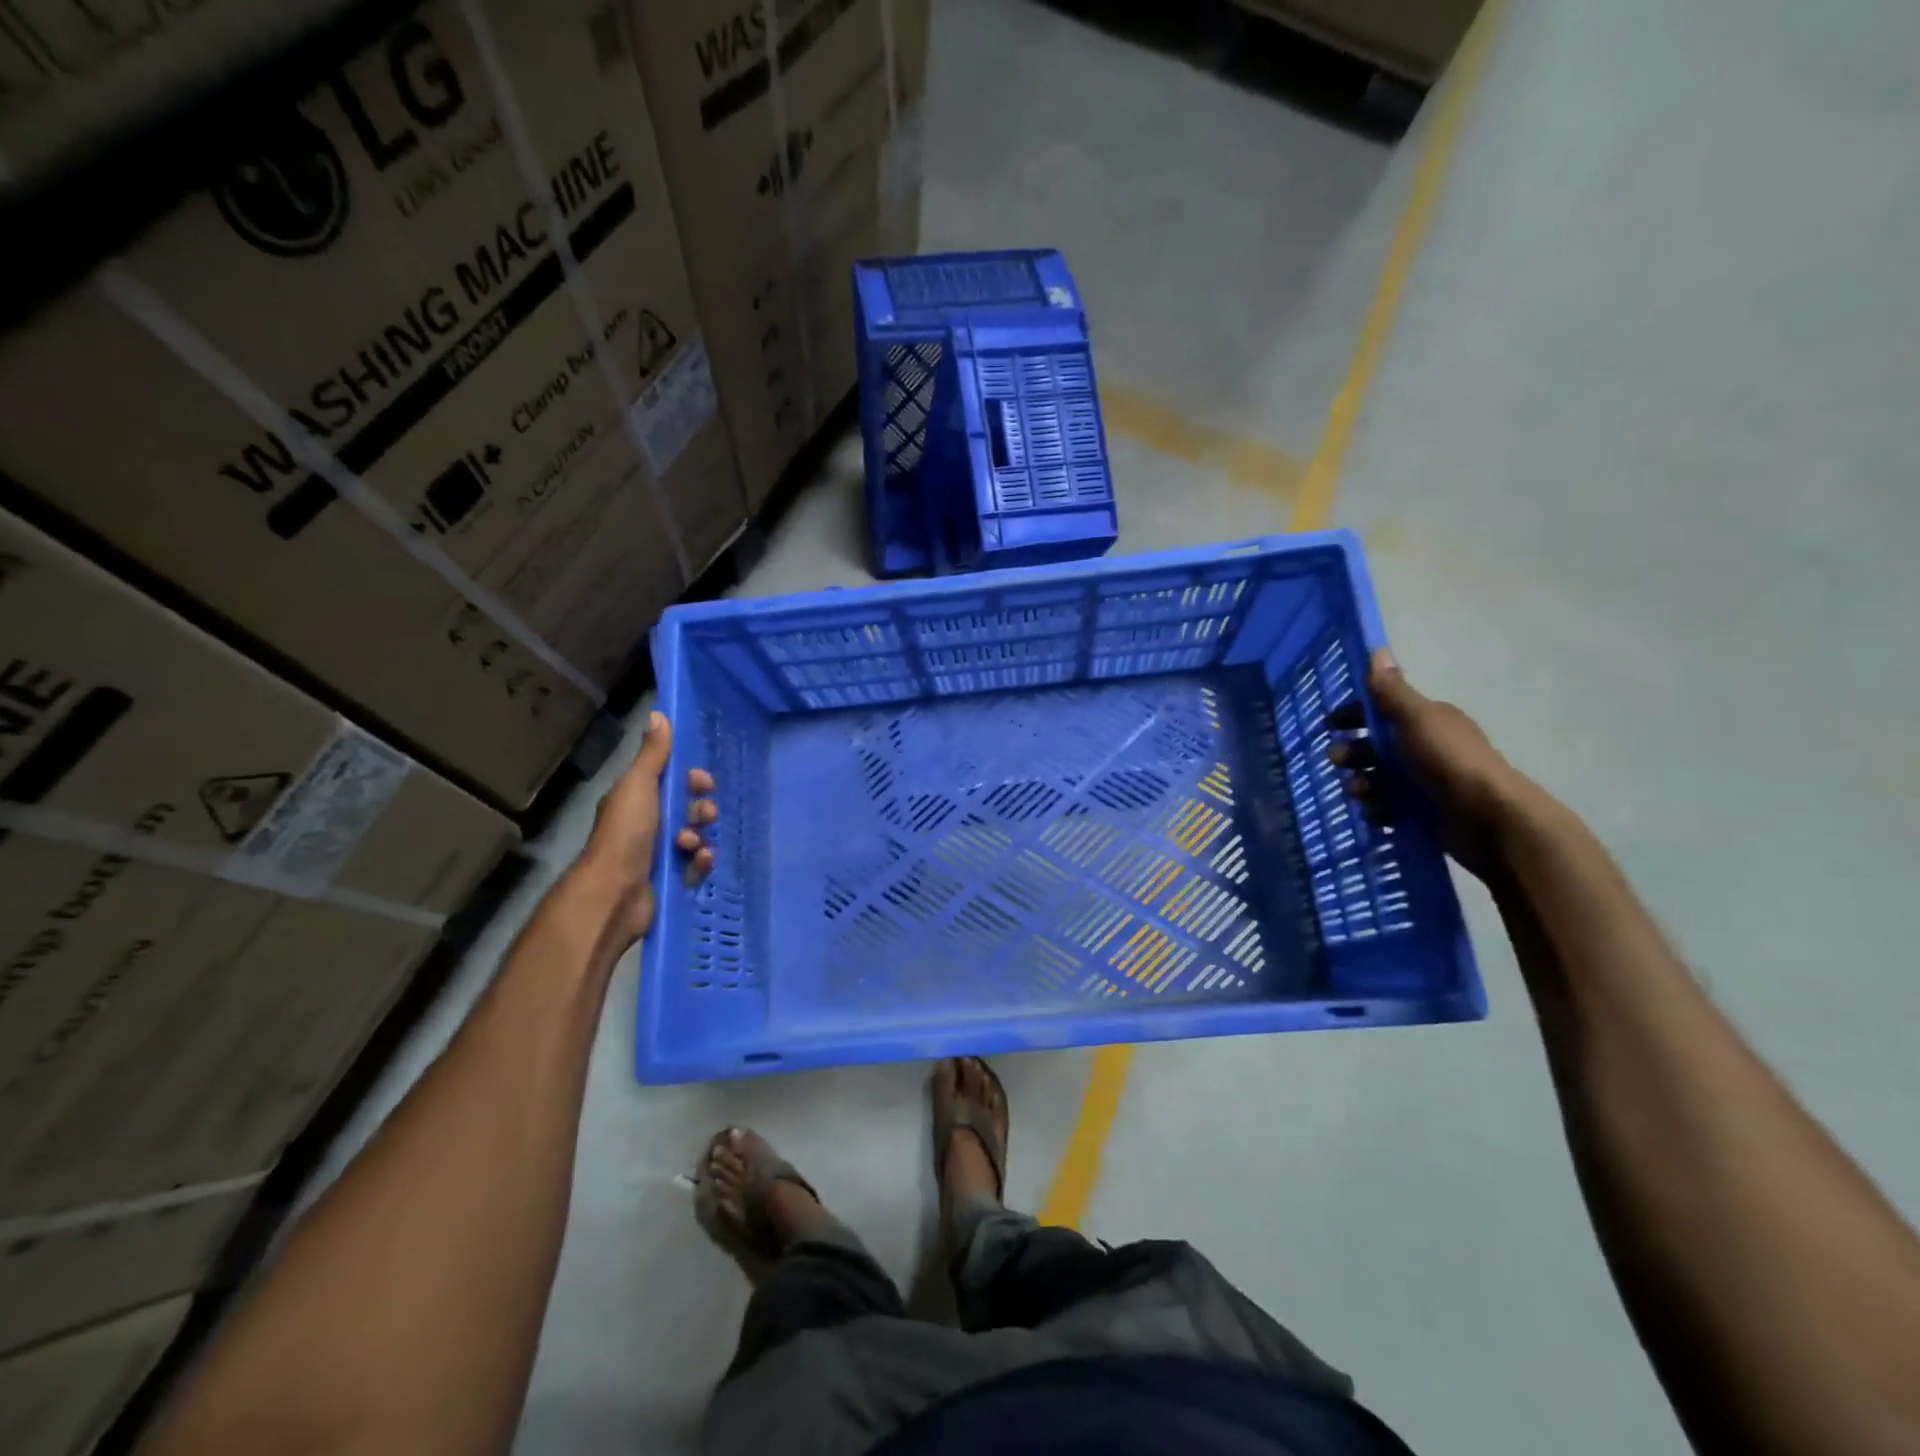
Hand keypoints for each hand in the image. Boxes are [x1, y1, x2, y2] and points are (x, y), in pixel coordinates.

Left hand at [577, 711, 717, 947]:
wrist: (615, 893)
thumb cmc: (625, 834)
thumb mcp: (639, 786)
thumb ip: (653, 754)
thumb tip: (658, 714)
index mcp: (636, 800)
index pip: (671, 782)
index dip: (691, 780)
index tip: (703, 783)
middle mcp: (646, 825)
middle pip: (687, 809)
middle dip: (701, 810)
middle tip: (707, 814)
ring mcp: (658, 854)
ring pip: (694, 837)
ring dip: (701, 836)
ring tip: (692, 844)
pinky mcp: (670, 879)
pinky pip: (696, 865)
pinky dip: (701, 862)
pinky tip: (699, 862)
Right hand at [1330, 650, 1536, 879]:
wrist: (1487, 818)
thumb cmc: (1448, 760)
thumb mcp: (1416, 719)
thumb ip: (1393, 691)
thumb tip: (1378, 650)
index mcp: (1426, 721)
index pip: (1382, 710)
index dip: (1355, 715)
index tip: (1331, 725)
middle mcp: (1425, 747)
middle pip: (1374, 746)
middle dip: (1352, 753)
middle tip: (1339, 761)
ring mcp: (1424, 782)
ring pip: (1377, 778)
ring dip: (1361, 784)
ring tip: (1362, 793)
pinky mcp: (1422, 812)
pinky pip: (1387, 807)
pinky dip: (1378, 809)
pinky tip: (1378, 813)